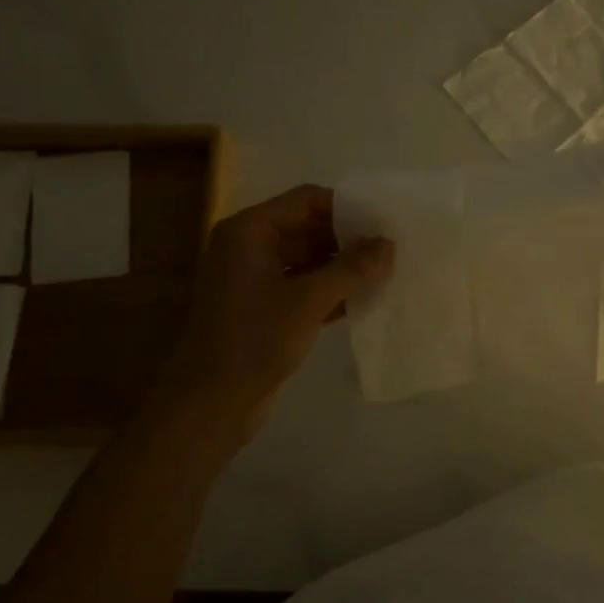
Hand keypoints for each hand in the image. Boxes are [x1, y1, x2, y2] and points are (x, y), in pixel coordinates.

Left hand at [165, 185, 392, 427]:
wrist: (212, 402)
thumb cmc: (255, 341)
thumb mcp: (308, 301)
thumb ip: (351, 269)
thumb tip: (388, 244)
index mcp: (249, 231)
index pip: (306, 200)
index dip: (346, 208)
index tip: (384, 222)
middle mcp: (248, 247)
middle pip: (307, 227)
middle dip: (348, 239)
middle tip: (391, 250)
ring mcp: (254, 278)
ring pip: (308, 259)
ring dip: (342, 266)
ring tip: (385, 273)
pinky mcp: (263, 307)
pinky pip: (302, 286)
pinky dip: (330, 290)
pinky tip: (364, 299)